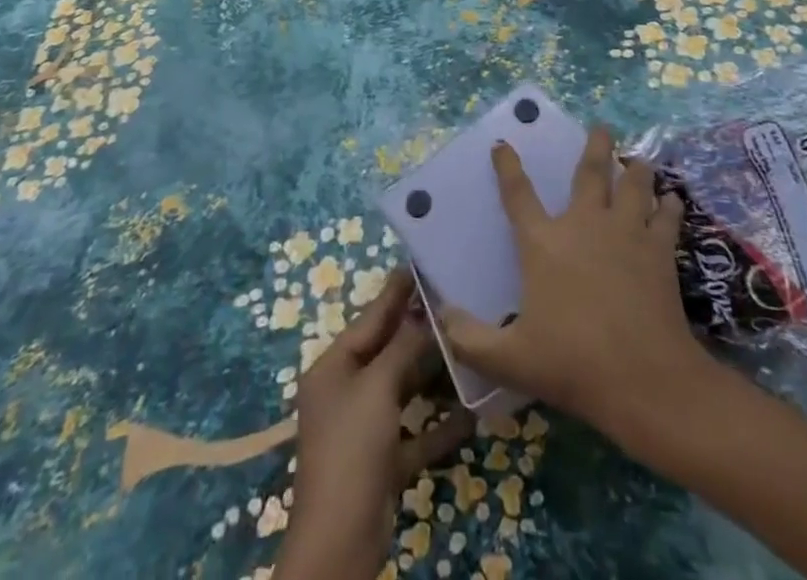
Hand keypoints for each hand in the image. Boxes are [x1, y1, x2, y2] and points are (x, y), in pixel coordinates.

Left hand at [275, 266, 474, 579]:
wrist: (340, 542)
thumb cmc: (352, 448)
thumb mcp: (378, 388)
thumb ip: (404, 347)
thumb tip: (426, 313)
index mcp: (333, 366)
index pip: (371, 317)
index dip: (397, 292)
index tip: (424, 263)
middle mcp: (347, 391)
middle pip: (388, 352)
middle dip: (421, 331)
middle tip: (458, 300)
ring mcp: (364, 427)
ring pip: (404, 389)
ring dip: (434, 375)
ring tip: (470, 345)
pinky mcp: (383, 460)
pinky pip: (415, 432)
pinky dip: (439, 423)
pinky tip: (472, 412)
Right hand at [440, 126, 707, 443]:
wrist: (644, 379)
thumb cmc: (573, 364)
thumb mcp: (508, 360)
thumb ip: (468, 338)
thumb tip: (441, 315)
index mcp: (543, 243)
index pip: (517, 194)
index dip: (507, 167)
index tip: (502, 144)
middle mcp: (584, 225)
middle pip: (590, 172)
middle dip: (596, 145)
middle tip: (602, 126)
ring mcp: (626, 233)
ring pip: (634, 185)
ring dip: (636, 168)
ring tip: (640, 158)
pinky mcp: (659, 250)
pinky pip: (666, 217)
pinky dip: (669, 205)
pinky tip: (672, 199)